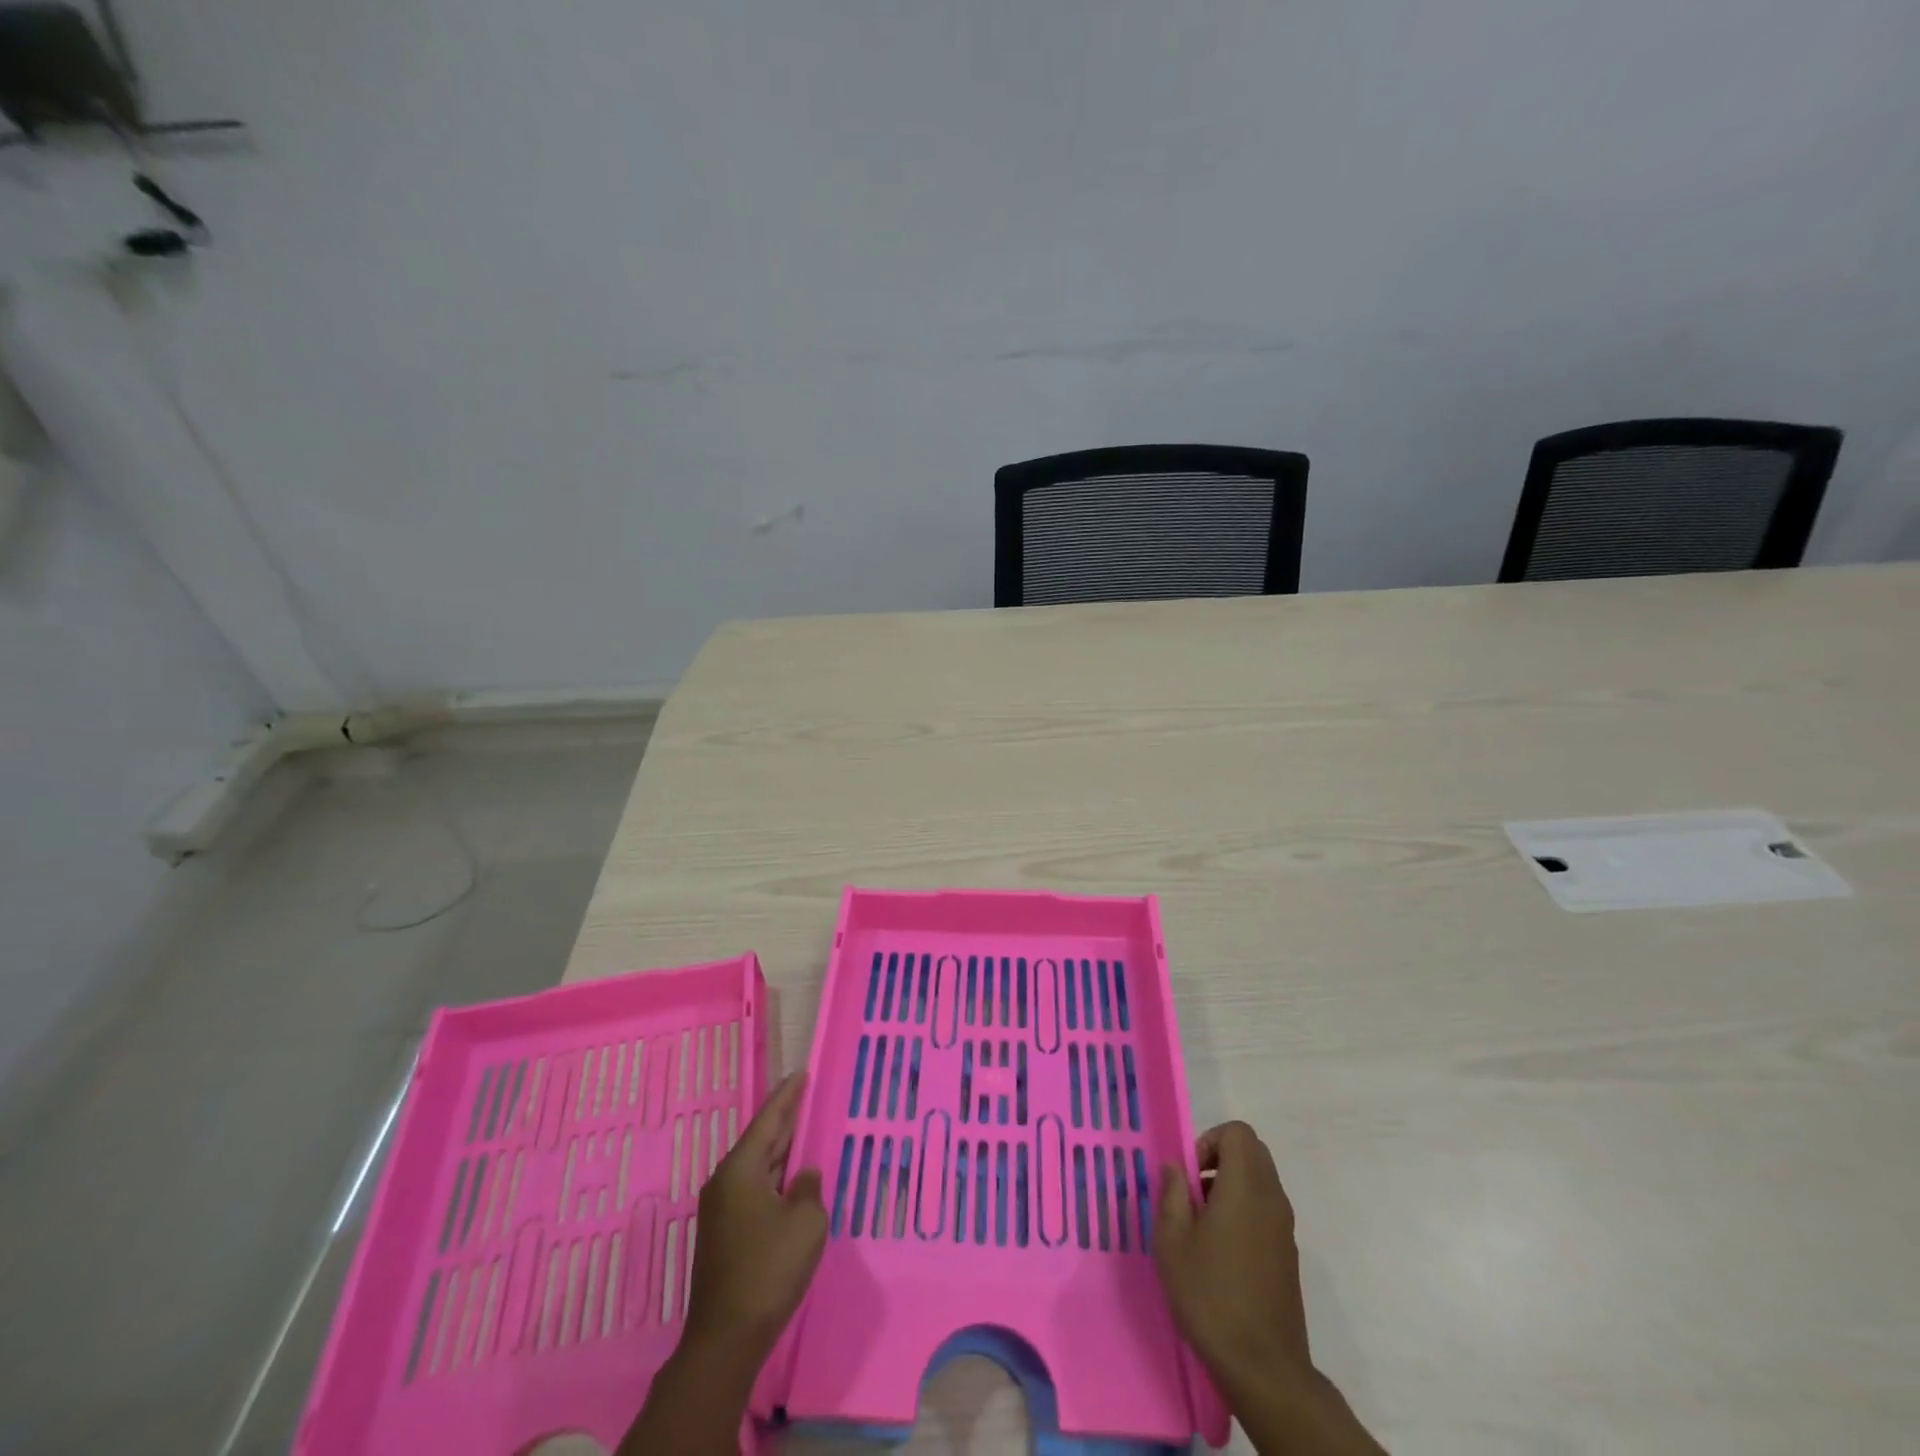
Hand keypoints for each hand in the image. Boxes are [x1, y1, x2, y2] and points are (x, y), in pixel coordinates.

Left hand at [682, 1072, 826, 1365]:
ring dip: (780, 1151)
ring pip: (757, 1167)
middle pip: (760, 1141)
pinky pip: (754, 1189)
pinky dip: (774, 1177)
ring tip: (803, 1131)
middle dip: (784, 1120)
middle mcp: (725, 1182)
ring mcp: (721, 1210)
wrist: (726, 1338)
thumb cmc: (768, 1269)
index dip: (788, 1095)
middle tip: (805, 1095)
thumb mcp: (805, 1222)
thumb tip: (804, 1177)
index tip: (801, 1073)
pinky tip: (790, 1180)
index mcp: (741, 1169)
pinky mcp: (724, 1234)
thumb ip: (809, 1188)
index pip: (769, 1120)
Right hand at [1154, 1121, 1310, 1390]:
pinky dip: (1245, 1210)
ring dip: (1231, 1185)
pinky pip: (1267, 1209)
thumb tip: (1176, 1166)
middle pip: (1252, 1152)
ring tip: (1203, 1225)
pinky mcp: (1288, 1254)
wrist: (1263, 1367)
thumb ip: (1172, 1193)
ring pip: (1261, 1180)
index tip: (1191, 1175)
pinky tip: (1222, 1252)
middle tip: (1194, 1192)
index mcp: (1245, 1187)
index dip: (1210, 1140)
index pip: (1238, 1132)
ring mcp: (1285, 1228)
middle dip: (1220, 1158)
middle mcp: (1272, 1198)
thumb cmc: (1210, 1295)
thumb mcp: (1172, 1241)